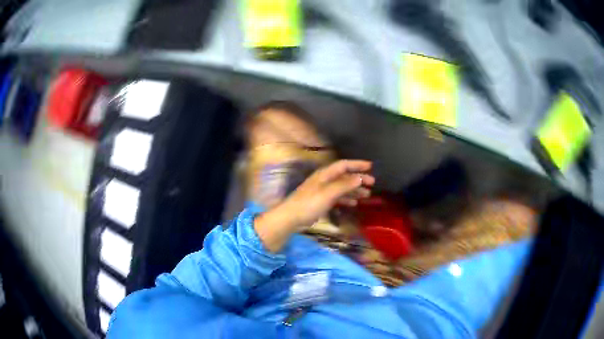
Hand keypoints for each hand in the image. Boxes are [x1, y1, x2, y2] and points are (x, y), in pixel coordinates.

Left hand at [255, 160, 374, 251]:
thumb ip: (344, 185)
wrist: (291, 217)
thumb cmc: (309, 203)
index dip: (357, 164)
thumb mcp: (328, 193)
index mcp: (325, 174)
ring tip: (367, 195)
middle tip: (372, 183)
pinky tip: (354, 203)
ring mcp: (322, 191)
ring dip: (354, 190)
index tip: (370, 166)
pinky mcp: (321, 201)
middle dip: (358, 178)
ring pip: (342, 187)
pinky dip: (346, 199)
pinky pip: (337, 197)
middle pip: (344, 176)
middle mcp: (324, 180)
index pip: (343, 165)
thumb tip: (360, 177)